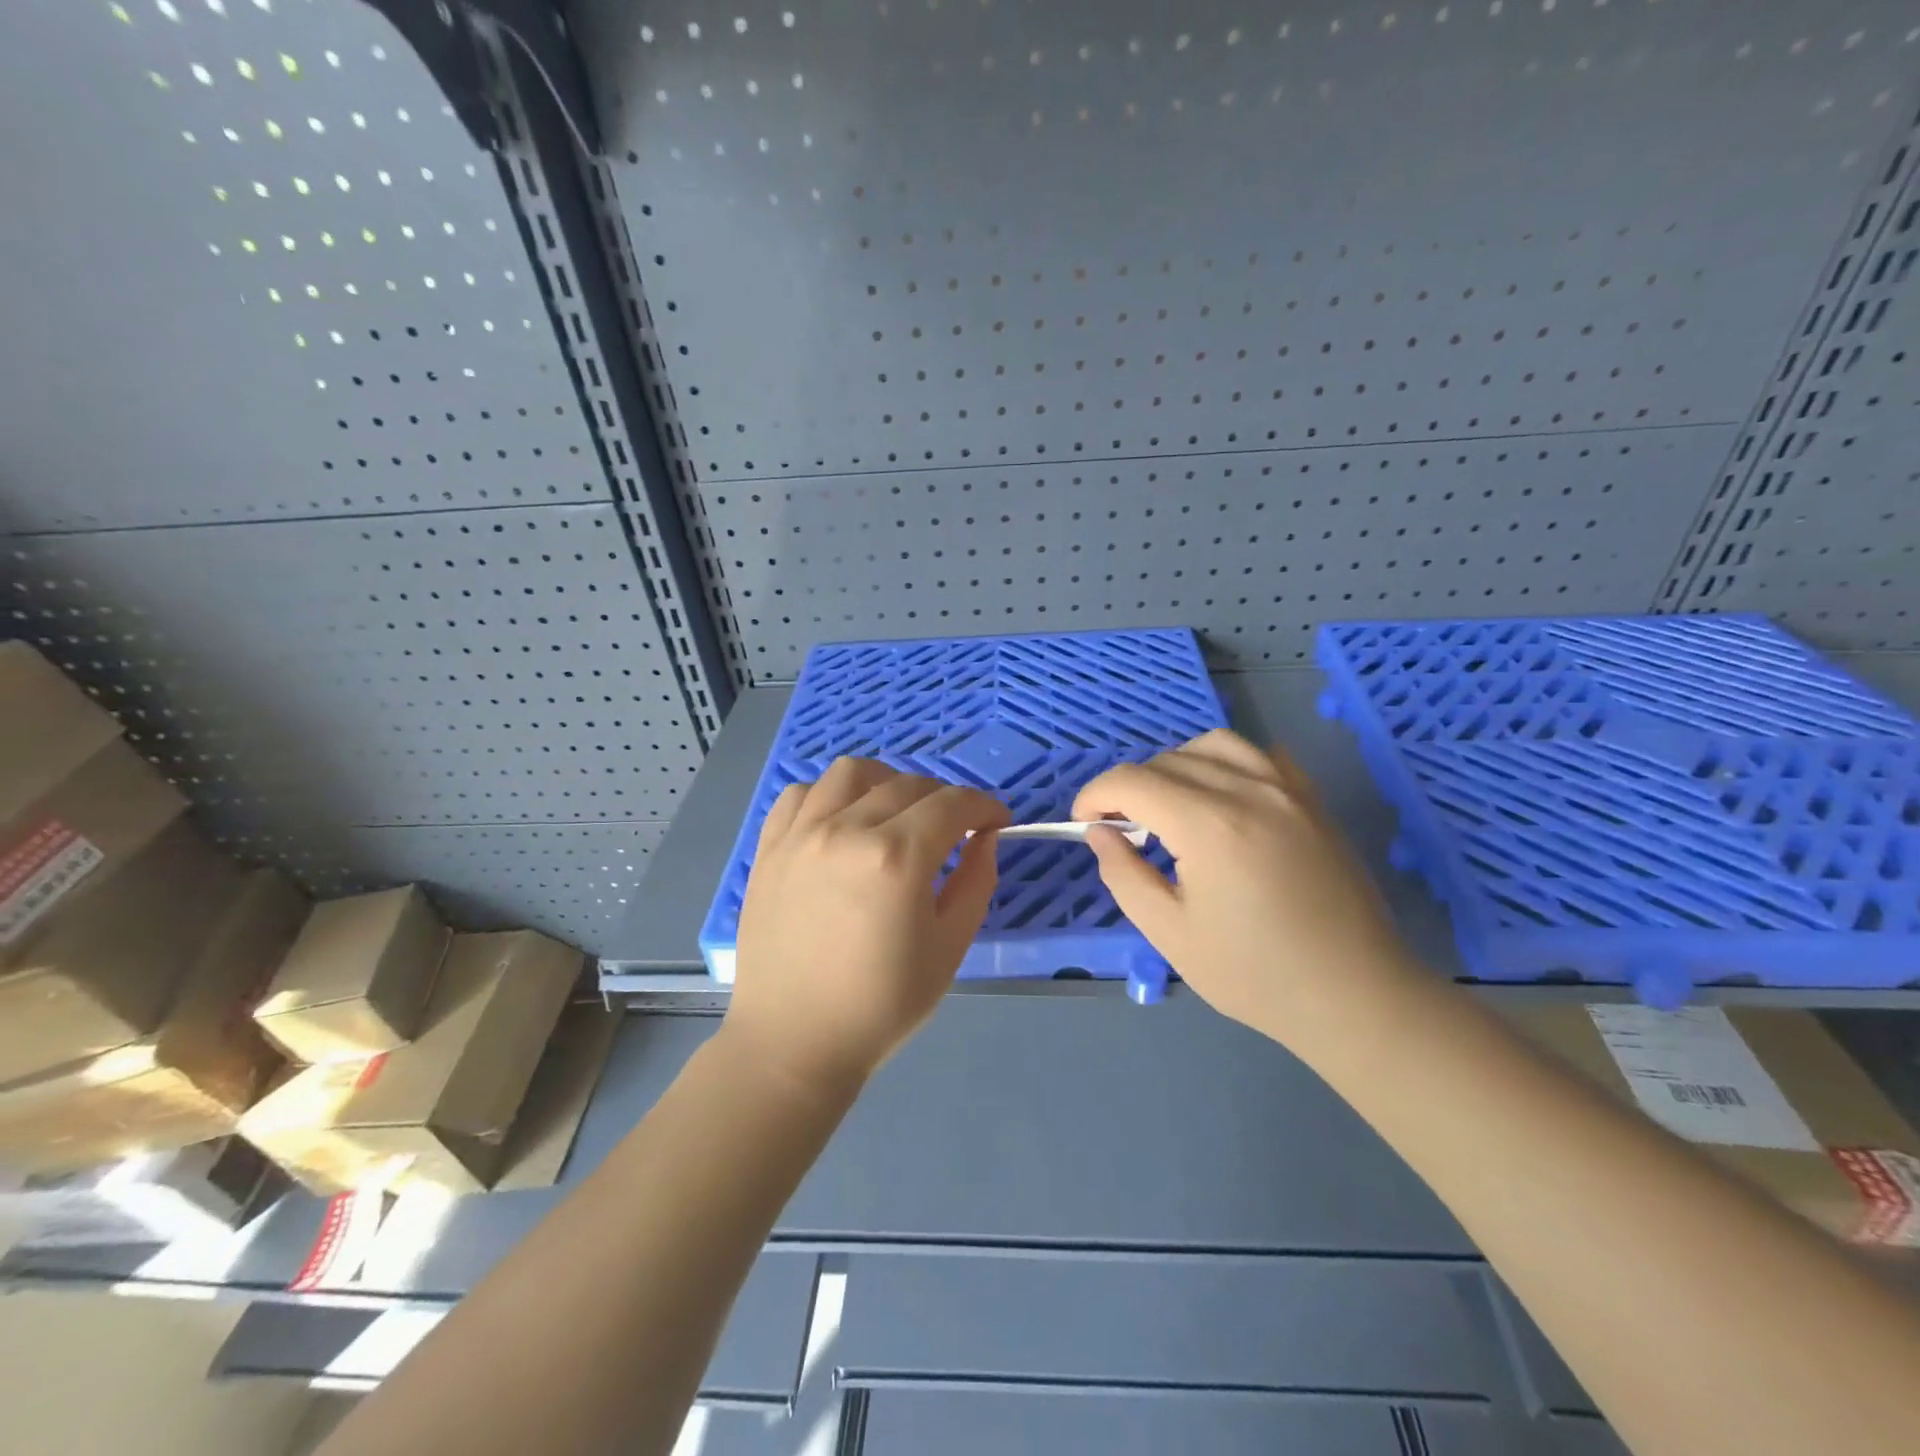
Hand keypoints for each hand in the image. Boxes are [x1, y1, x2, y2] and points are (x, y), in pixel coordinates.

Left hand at [725, 758, 1010, 1094]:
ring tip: (895, 812)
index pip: (952, 804)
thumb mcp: (949, 948)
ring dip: (886, 782)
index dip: (984, 807)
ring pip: (852, 772)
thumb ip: (976, 881)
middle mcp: (847, 829)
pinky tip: (842, 821)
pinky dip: (830, 795)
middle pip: (908, 784)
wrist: (794, 1041)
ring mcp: (801, 834)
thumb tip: (984, 837)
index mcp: (897, 858)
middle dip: (944, 800)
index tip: (996, 821)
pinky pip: (802, 793)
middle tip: (953, 830)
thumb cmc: (880, 1004)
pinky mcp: (770, 847)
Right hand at [1072, 729, 1414, 1042]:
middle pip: (1167, 760)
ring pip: (1214, 744)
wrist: (1355, 996)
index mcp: (1209, 826)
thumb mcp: (1171, 934)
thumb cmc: (1256, 976)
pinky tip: (1223, 798)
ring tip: (1169, 806)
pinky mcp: (1313, 801)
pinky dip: (1227, 763)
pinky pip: (1261, 755)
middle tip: (1122, 830)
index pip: (1132, 781)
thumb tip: (1099, 832)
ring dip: (1176, 765)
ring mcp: (1288, 790)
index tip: (1084, 823)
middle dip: (1130, 787)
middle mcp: (1249, 791)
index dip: (1095, 795)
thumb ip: (1124, 874)